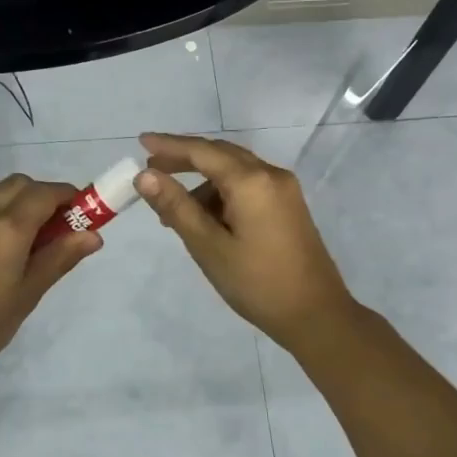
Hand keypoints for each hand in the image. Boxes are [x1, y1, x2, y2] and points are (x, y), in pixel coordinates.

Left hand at [0, 174, 102, 382]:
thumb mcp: (28, 294)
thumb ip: (60, 258)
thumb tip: (92, 235)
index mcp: (7, 228)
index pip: (45, 193)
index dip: (70, 197)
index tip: (86, 215)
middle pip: (21, 185)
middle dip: (47, 196)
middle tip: (63, 229)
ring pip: (1, 195)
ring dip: (24, 205)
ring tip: (37, 244)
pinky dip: (5, 216)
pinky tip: (9, 253)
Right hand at [135, 133, 360, 349]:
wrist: (316, 315)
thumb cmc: (257, 283)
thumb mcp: (208, 246)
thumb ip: (176, 207)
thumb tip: (144, 176)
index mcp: (251, 181)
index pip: (202, 151)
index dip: (169, 145)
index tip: (140, 142)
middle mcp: (271, 175)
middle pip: (220, 154)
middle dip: (184, 159)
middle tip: (151, 168)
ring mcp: (284, 190)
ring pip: (234, 171)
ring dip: (202, 182)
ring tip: (173, 212)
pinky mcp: (288, 206)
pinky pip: (248, 186)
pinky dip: (222, 194)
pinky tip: (205, 220)